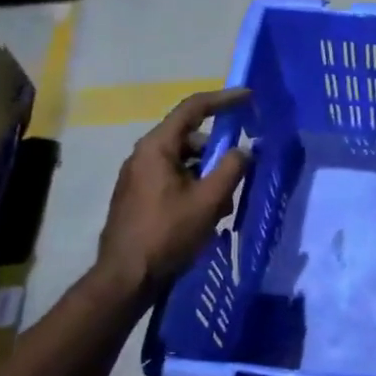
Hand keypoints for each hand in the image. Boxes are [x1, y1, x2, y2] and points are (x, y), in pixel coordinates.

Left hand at [92, 88, 250, 299]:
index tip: (249, 97)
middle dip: (218, 151)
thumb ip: (232, 168)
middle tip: (240, 171)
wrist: (126, 278)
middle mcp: (143, 156)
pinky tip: (207, 215)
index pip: (193, 109)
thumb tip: (244, 150)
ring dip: (209, 175)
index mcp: (156, 147)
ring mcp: (138, 178)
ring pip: (184, 162)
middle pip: (190, 138)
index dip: (223, 100)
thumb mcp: (209, 200)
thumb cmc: (167, 233)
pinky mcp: (139, 198)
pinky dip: (195, 187)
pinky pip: (174, 179)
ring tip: (224, 204)